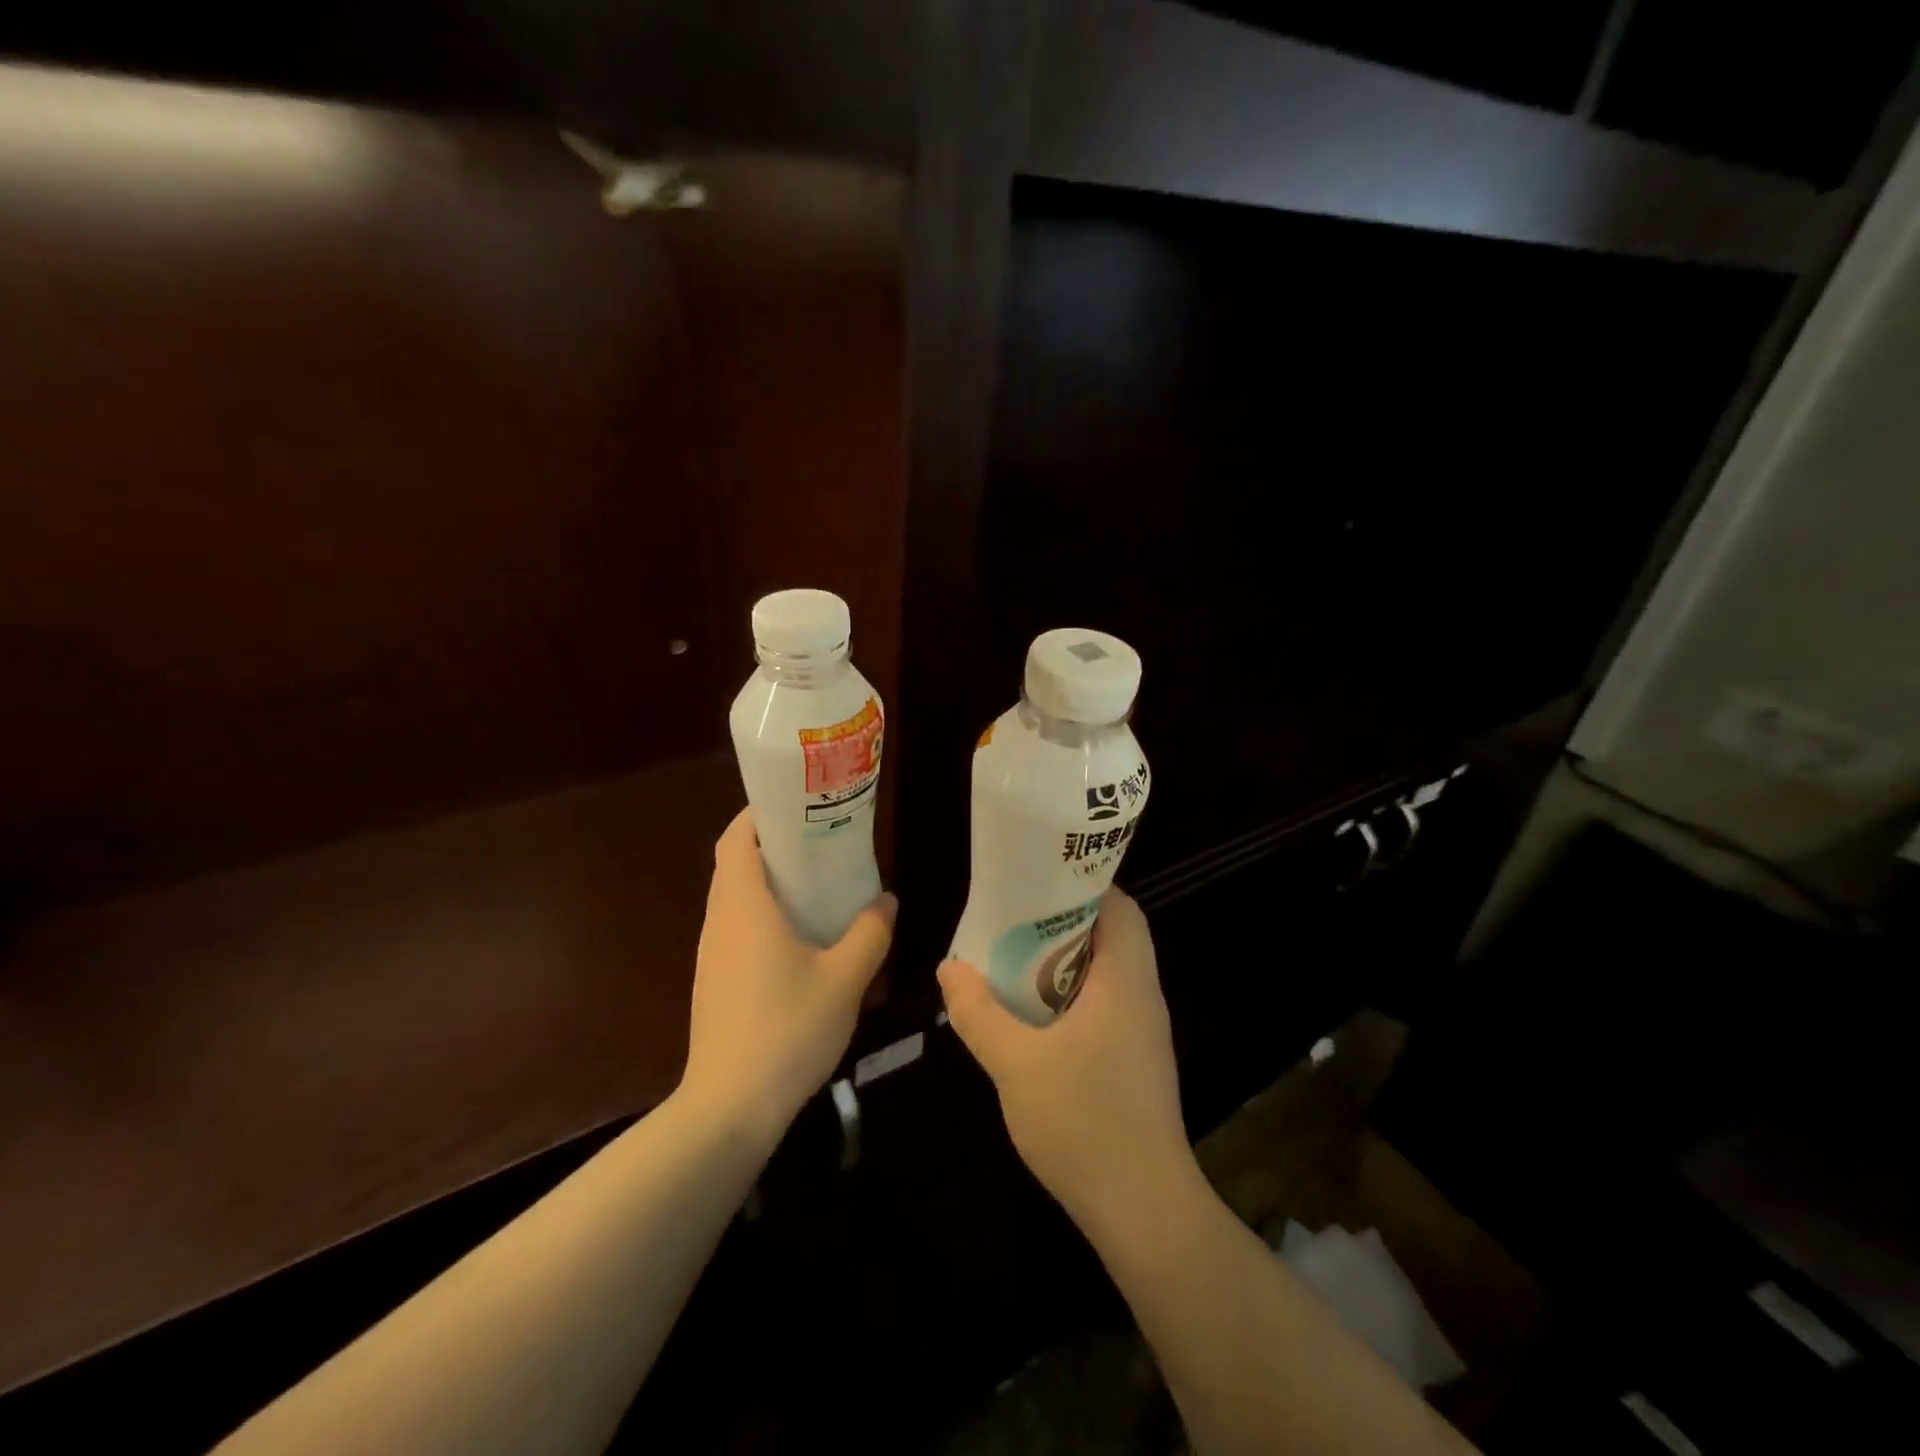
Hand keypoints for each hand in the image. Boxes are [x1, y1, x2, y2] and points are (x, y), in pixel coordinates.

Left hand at [681, 809, 895, 1148]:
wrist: (729, 1109)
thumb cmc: (788, 1030)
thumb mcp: (845, 979)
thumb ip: (870, 933)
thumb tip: (886, 900)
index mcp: (744, 907)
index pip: (736, 839)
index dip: (759, 814)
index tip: (795, 805)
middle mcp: (720, 923)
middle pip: (735, 865)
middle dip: (772, 846)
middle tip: (820, 842)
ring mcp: (713, 956)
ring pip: (735, 900)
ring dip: (769, 883)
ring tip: (817, 885)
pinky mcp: (715, 984)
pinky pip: (737, 930)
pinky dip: (763, 916)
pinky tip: (801, 940)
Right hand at [938, 888, 1196, 1232]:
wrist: (1144, 1211)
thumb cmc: (1084, 1123)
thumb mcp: (1015, 1064)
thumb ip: (978, 1012)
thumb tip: (949, 967)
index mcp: (1125, 981)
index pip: (1120, 907)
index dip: (1083, 884)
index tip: (1037, 881)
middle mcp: (1143, 996)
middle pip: (1113, 935)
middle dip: (1064, 921)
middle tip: (1013, 919)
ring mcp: (1144, 1032)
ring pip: (1109, 973)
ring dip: (1066, 961)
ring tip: (1014, 958)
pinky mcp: (1138, 1061)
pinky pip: (1107, 1005)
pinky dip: (1073, 995)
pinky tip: (1034, 1016)